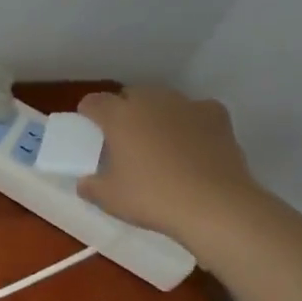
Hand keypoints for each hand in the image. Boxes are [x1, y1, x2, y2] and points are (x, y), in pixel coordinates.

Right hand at [77, 87, 260, 242]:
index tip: (90, 132)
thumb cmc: (153, 198)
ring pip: (163, 100)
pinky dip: (191, 121)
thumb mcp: (110, 199)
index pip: (93, 102)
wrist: (216, 205)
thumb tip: (85, 182)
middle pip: (129, 95)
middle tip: (125, 140)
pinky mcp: (216, 115)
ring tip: (160, 142)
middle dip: (124, 111)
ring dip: (156, 114)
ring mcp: (185, 105)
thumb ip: (91, 186)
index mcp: (118, 116)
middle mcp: (150, 101)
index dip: (88, 114)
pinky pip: (195, 110)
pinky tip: (194, 142)